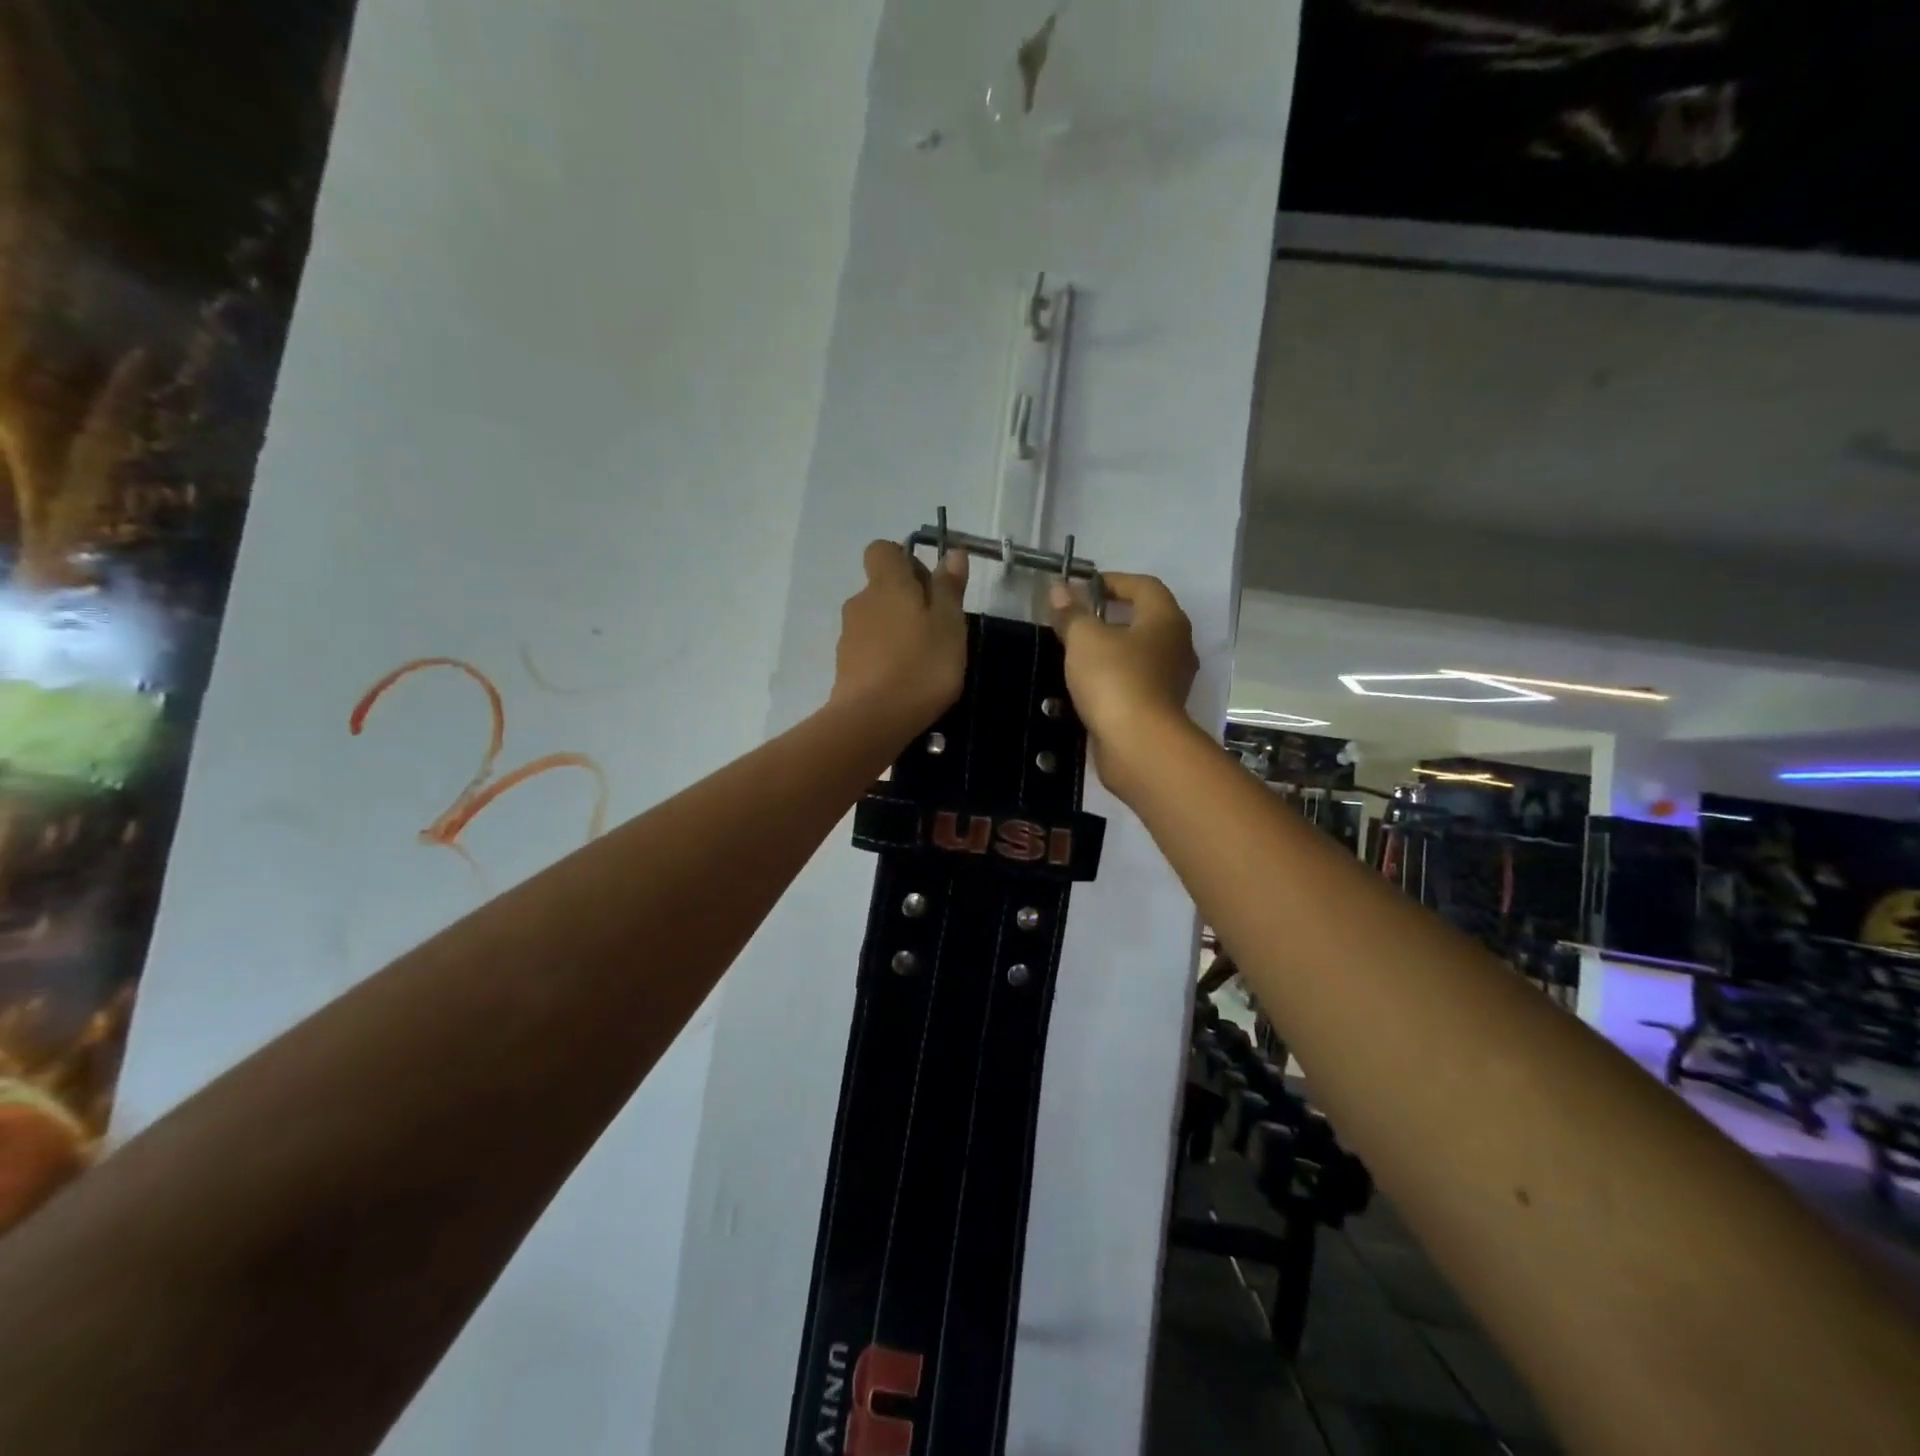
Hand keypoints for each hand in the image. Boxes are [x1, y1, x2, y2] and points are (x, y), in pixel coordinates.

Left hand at [830, 541, 969, 733]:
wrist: (873, 720)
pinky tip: (904, 680)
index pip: (883, 550)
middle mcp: (861, 602)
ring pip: (876, 619)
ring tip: (923, 659)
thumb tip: (952, 552)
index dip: (906, 559)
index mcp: (887, 584)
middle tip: (937, 628)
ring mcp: (848, 635)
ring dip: (897, 630)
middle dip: (907, 599)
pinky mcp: (844, 666)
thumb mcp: (949, 624)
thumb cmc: (921, 665)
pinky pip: (869, 648)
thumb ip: (949, 587)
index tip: (930, 585)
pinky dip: (885, 656)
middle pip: (882, 587)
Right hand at [1049, 572, 1197, 794]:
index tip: (1081, 589)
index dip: (1112, 581)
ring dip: (1111, 649)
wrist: (1138, 745)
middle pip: (1144, 619)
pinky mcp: (1159, 708)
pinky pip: (1135, 681)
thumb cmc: (1114, 680)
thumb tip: (1058, 589)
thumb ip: (1071, 613)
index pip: (1143, 586)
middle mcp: (1177, 645)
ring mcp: (1171, 680)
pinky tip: (1087, 685)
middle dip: (1110, 616)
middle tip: (1076, 620)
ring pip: (1139, 653)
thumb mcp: (1084, 639)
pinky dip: (1113, 677)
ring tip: (1076, 653)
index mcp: (1166, 619)